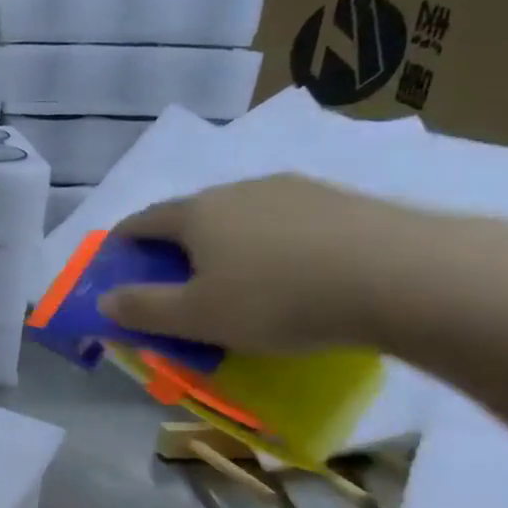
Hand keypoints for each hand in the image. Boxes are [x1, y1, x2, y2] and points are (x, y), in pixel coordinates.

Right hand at [102, 175, 432, 350]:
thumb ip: (143, 309)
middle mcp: (238, 190)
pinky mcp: (340, 200)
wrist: (404, 275)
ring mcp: (293, 189)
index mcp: (197, 214)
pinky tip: (293, 273)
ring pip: (241, 216)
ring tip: (239, 279)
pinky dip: (273, 245)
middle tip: (178, 281)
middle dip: (176, 246)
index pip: (143, 221)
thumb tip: (104, 301)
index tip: (116, 262)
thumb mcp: (197, 317)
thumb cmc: (278, 299)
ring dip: (227, 243)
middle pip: (192, 215)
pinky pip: (286, 223)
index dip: (123, 242)